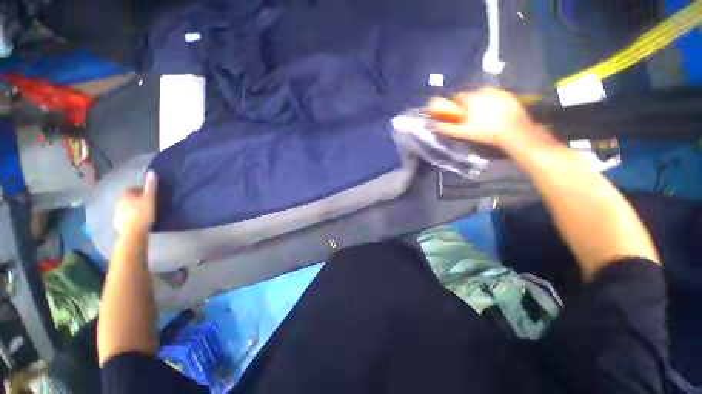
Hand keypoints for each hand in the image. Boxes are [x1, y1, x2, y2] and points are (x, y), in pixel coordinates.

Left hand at [114, 171, 156, 234]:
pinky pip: (127, 215)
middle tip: (150, 203)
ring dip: (135, 207)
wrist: (133, 233)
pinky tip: (140, 220)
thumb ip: (150, 186)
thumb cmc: (142, 214)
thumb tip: (152, 172)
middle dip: (139, 198)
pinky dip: (133, 215)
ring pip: (128, 206)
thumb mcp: (150, 199)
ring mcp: (117, 212)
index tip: (152, 195)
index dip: (144, 190)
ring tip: (146, 212)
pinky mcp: (118, 222)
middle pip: (131, 197)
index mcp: (126, 194)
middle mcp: (119, 201)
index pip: (135, 188)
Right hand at [427, 88, 539, 149]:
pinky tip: (496, 112)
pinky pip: (495, 95)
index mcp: (471, 98)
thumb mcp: (463, 132)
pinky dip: (493, 101)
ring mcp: (497, 91)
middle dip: (469, 104)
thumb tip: (433, 125)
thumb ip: (447, 128)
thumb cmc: (485, 132)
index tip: (460, 115)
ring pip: (483, 94)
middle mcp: (483, 90)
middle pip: (471, 95)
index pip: (458, 97)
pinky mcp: (508, 94)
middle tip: (472, 117)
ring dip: (481, 102)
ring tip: (485, 115)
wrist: (514, 130)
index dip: (457, 106)